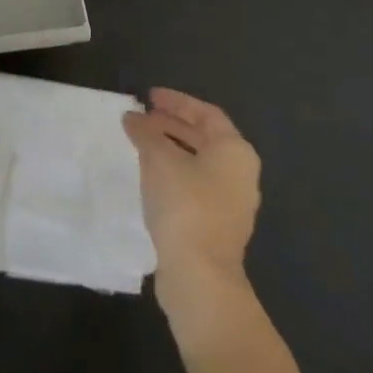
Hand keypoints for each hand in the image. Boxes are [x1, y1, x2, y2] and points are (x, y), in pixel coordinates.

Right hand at [124, 88, 261, 343]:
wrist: (200, 275)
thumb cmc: (185, 205)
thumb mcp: (159, 160)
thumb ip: (146, 133)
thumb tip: (132, 117)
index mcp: (235, 150)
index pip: (206, 113)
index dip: (176, 101)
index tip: (148, 96)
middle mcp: (240, 173)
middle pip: (204, 137)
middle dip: (172, 124)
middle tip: (141, 117)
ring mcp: (231, 202)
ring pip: (198, 162)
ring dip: (170, 149)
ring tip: (140, 143)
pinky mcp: (217, 225)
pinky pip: (194, 185)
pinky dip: (173, 172)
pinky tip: (149, 176)